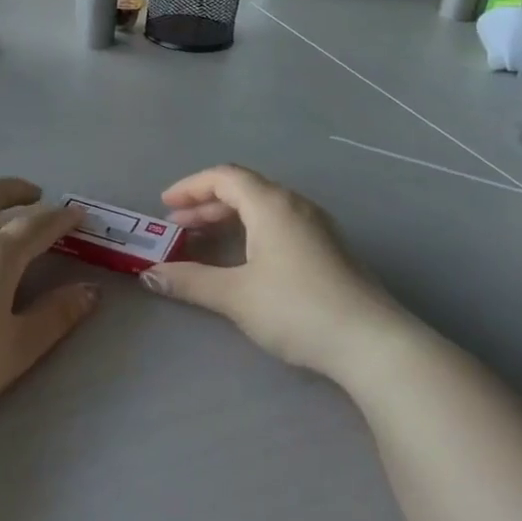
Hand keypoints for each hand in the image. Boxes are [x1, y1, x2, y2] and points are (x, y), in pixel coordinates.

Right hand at [142, 165, 400, 378]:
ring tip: (204, 241)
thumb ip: (190, 281)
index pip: (224, 177)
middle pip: (244, 189)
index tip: (164, 206)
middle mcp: (295, 206)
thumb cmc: (297, 309)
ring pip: (263, 207)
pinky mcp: (329, 249)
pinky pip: (279, 224)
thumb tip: (150, 275)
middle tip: (177, 227)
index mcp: (272, 205)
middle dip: (206, 204)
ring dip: (229, 218)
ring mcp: (317, 227)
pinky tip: (244, 259)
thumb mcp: (235, 295)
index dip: (190, 187)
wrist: (372, 343)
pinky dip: (251, 231)